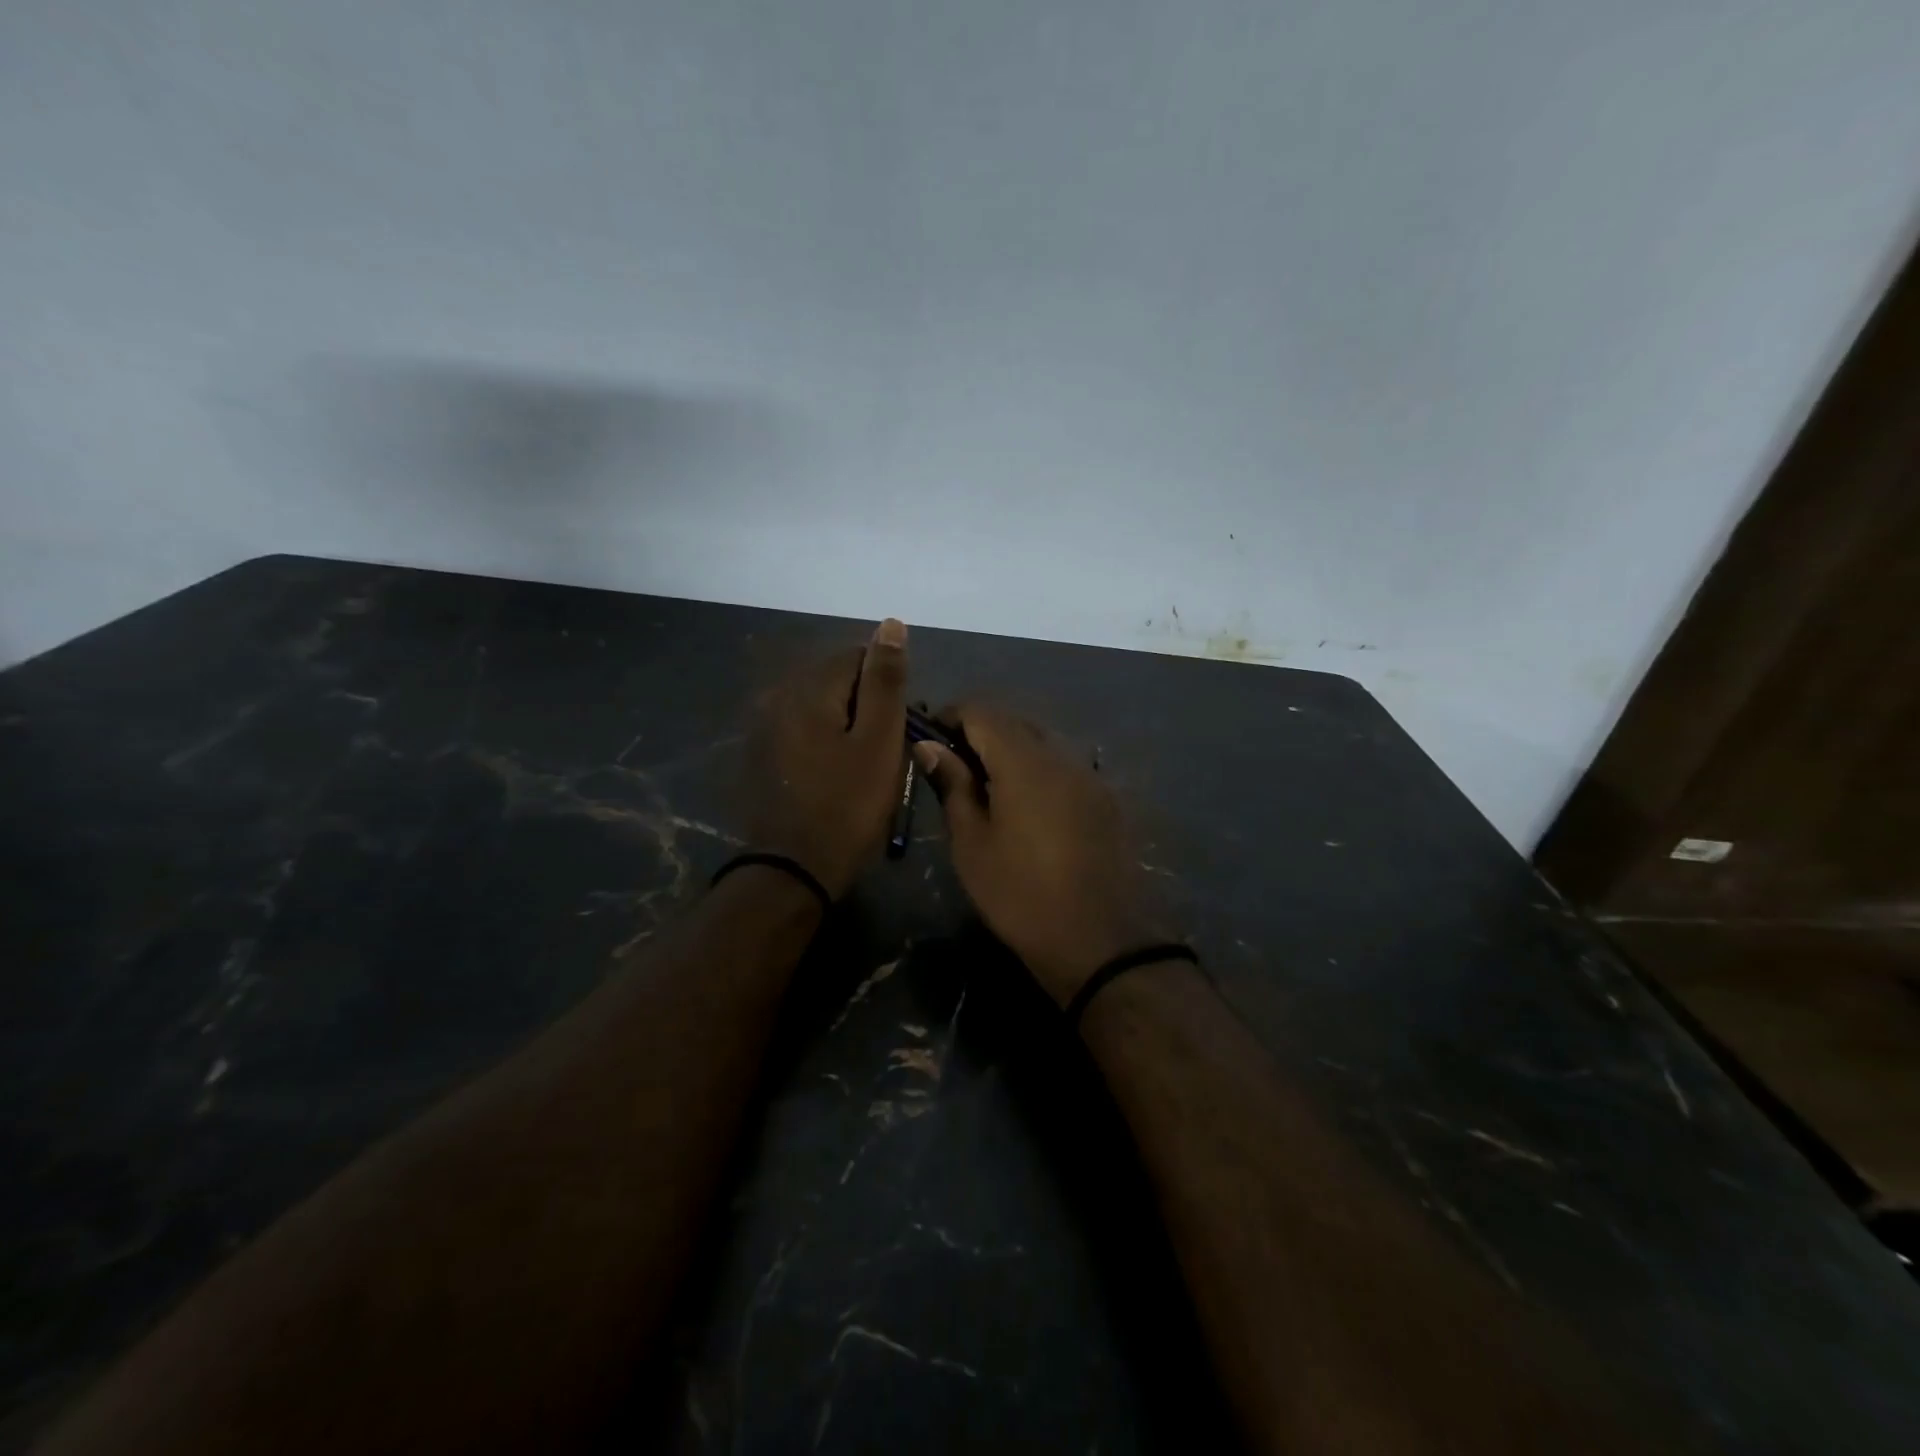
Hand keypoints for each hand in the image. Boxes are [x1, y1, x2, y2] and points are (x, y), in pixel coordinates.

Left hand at [746, 620, 909, 899]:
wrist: (794, 871)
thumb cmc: (848, 806)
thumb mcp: (879, 741)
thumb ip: (885, 681)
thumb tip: (891, 623)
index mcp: (808, 689)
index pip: (857, 656)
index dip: (886, 687)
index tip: (899, 726)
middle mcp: (778, 697)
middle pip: (836, 681)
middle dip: (866, 705)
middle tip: (886, 750)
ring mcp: (765, 728)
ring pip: (822, 708)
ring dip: (847, 726)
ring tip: (865, 766)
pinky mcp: (762, 756)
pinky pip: (804, 732)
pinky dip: (826, 743)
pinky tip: (836, 775)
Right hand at [914, 705, 1171, 1005]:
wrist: (1100, 942)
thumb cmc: (1021, 895)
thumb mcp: (973, 844)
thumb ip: (953, 786)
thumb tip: (930, 747)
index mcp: (1024, 762)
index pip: (983, 712)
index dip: (951, 716)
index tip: (929, 739)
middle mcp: (1062, 757)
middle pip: (1015, 722)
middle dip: (980, 732)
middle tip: (953, 766)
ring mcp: (1090, 777)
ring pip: (1043, 743)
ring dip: (1011, 751)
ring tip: (987, 788)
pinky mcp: (1106, 800)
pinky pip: (1064, 767)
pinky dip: (1038, 771)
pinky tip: (1026, 806)